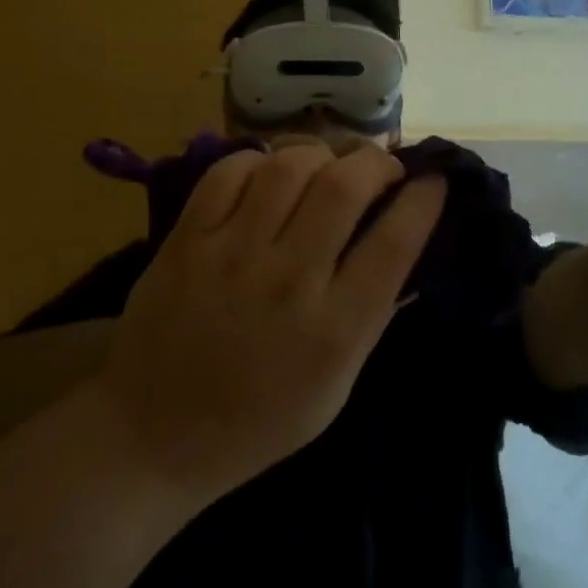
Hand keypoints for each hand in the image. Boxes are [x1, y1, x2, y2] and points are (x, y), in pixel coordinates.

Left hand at [93, 143, 445, 505]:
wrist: (154, 435)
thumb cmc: (257, 421)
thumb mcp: (335, 388)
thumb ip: (372, 315)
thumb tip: (405, 244)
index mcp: (333, 331)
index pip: (394, 243)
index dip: (422, 200)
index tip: (433, 180)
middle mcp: (287, 282)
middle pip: (343, 188)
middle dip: (375, 161)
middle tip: (380, 164)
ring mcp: (232, 255)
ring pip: (288, 167)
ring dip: (319, 152)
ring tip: (326, 163)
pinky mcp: (187, 239)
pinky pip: (228, 171)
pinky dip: (257, 159)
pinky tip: (268, 172)